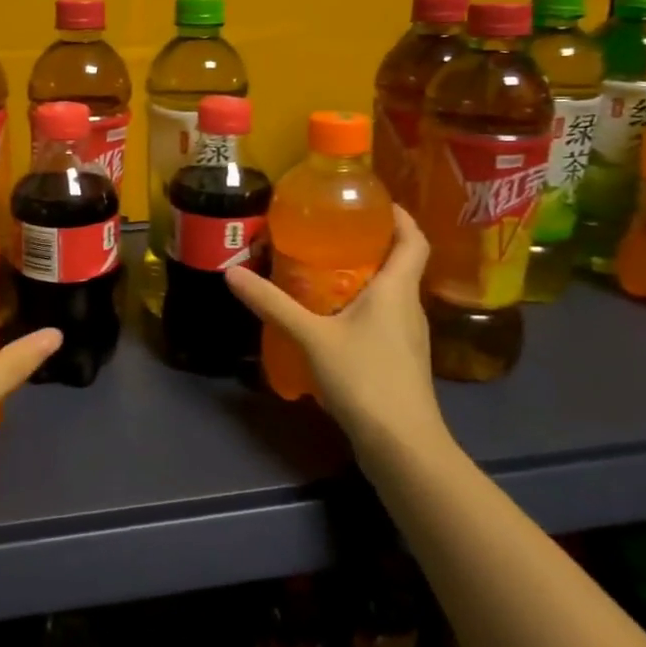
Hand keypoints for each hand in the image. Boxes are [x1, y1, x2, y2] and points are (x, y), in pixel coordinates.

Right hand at [226, 205, 446, 466]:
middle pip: (399, 263)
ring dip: (363, 276)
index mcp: (396, 290)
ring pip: (390, 292)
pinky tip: (330, 316)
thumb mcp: (312, 337)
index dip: (399, 216)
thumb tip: (232, 272)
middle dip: (370, 243)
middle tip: (329, 231)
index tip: (373, 201)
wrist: (402, 445)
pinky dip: (360, 305)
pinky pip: (382, 318)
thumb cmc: (365, 378)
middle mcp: (409, 307)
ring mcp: (408, 336)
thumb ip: (273, 304)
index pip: (413, 240)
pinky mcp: (400, 360)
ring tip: (322, 268)